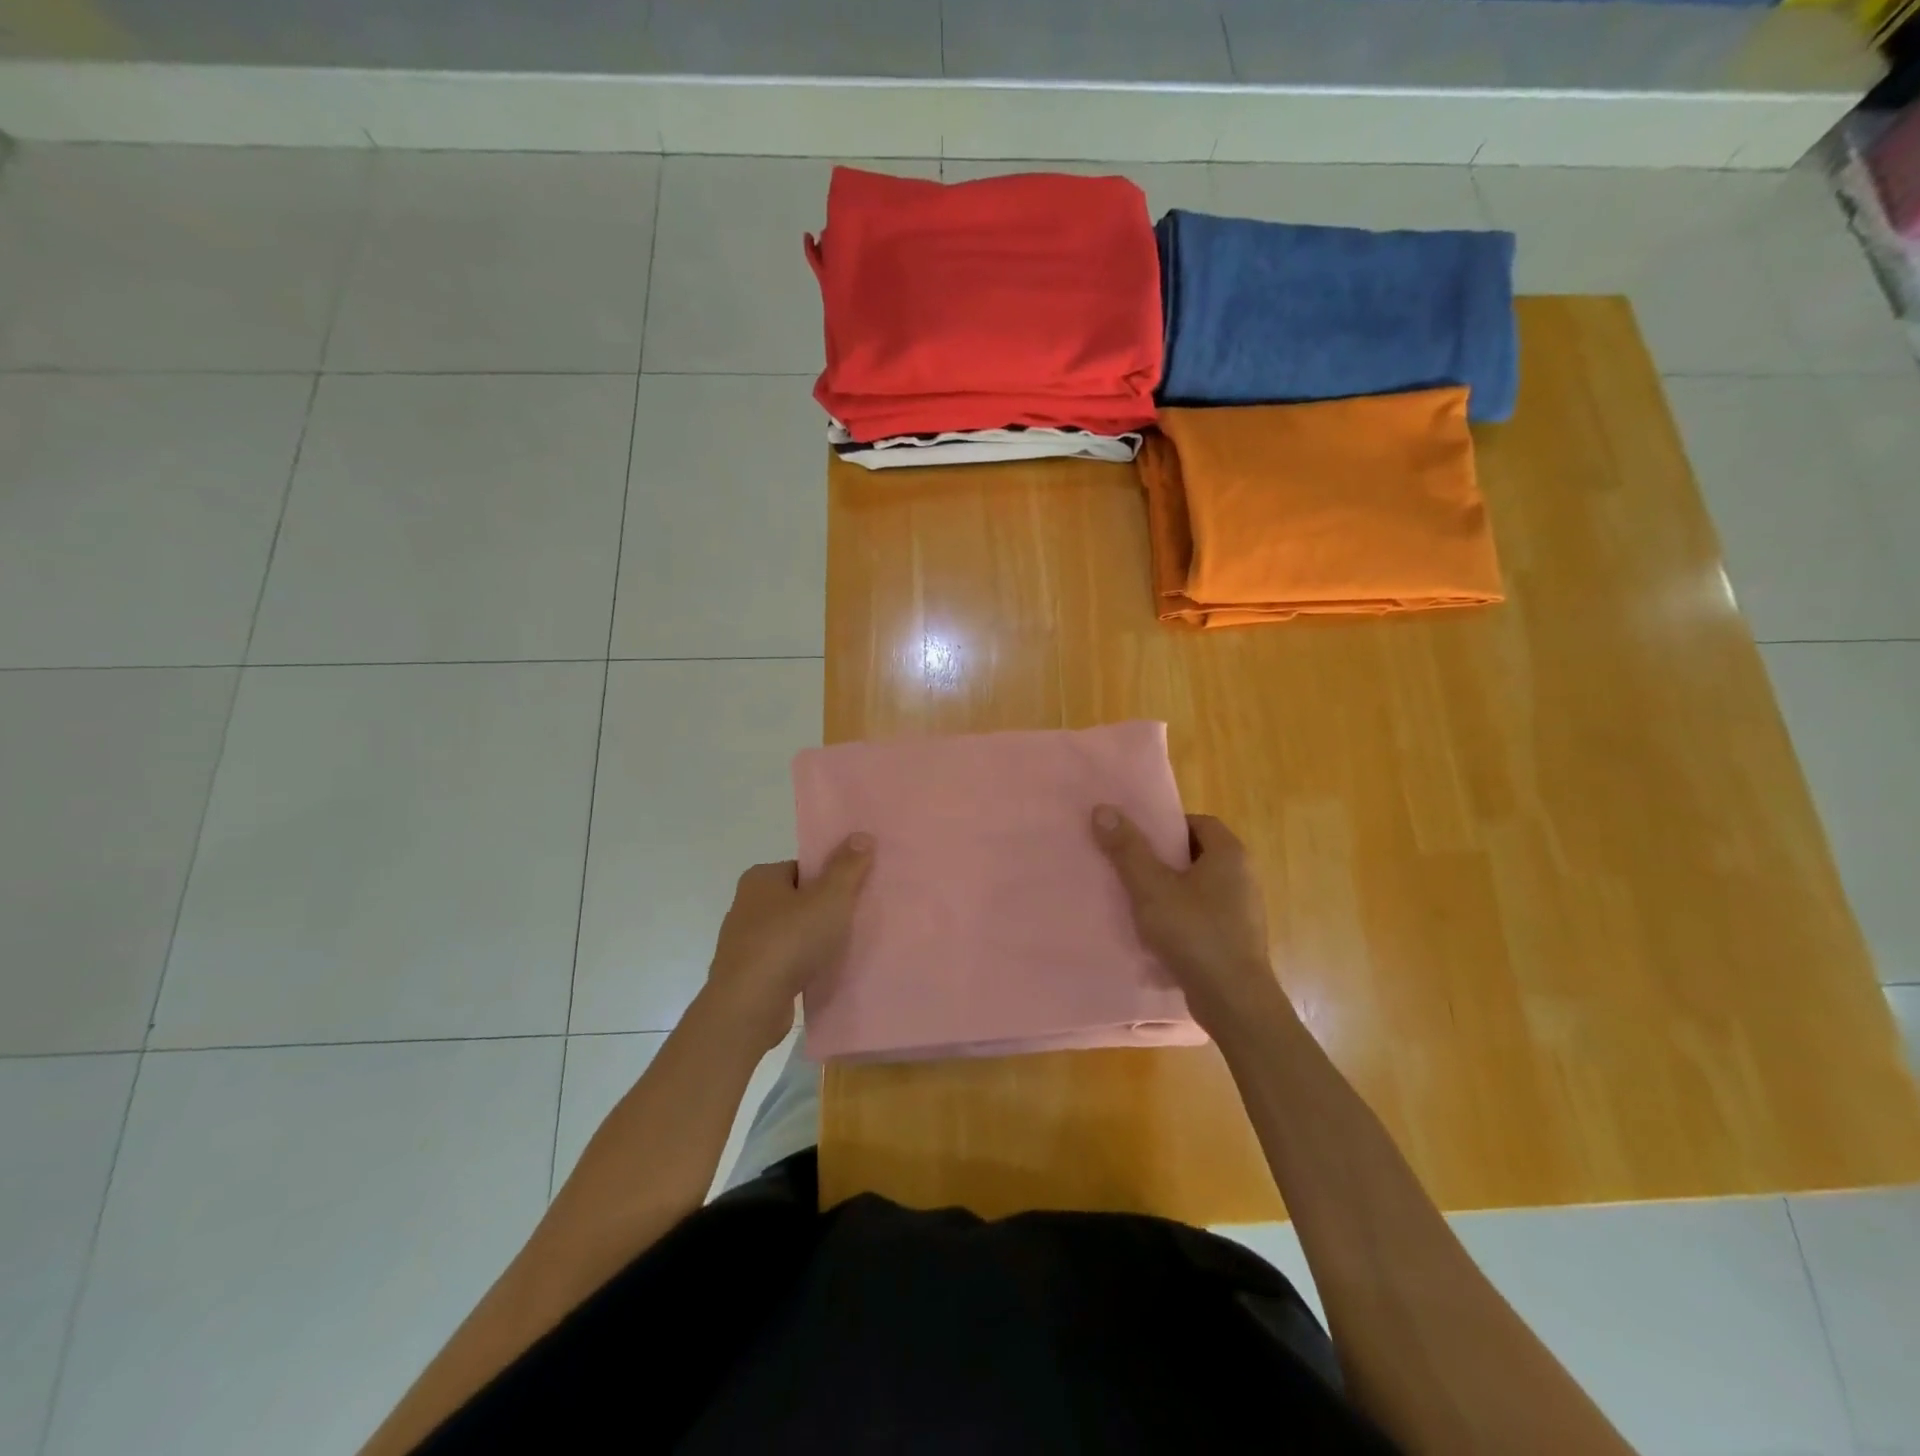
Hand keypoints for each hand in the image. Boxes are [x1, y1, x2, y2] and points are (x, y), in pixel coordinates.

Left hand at [702, 834, 874, 1052]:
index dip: (829, 879)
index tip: (853, 895)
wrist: (749, 1006)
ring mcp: (742, 942)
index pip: (802, 868)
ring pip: (789, 932)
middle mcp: (745, 905)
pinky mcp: (746, 974)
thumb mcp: (830, 898)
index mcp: (760, 878)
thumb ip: (848, 867)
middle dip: (822, 910)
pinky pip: (782, 961)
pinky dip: (799, 965)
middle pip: (796, 899)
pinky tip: (819, 974)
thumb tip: (862, 835)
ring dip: (811, 940)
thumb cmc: (789, 941)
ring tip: (840, 950)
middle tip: (853, 921)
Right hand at [1091, 806, 1284, 1034]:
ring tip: (1136, 898)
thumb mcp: (1152, 888)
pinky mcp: (1237, 939)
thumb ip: (1127, 849)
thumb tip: (1103, 808)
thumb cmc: (1195, 934)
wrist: (1233, 1001)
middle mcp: (1243, 876)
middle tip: (1130, 865)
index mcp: (1230, 854)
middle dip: (1163, 858)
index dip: (1167, 826)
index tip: (1138, 838)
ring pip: (1199, 886)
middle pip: (1197, 853)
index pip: (1198, 822)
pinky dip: (1181, 915)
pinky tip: (1156, 931)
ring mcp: (1243, 910)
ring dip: (1170, 889)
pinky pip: (1204, 914)